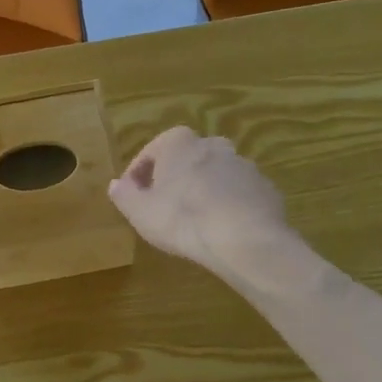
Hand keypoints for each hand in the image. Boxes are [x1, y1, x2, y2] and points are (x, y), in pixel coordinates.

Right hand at [108, 127, 291, 274]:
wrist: (245, 239)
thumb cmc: (183, 219)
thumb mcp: (140, 212)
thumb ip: (125, 195)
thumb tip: (116, 185)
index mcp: (178, 142)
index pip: (150, 153)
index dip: (138, 175)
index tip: (133, 196)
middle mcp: (212, 144)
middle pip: (185, 160)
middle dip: (174, 178)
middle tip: (164, 206)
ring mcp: (243, 165)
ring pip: (214, 175)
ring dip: (203, 190)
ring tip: (195, 221)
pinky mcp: (265, 188)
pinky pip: (238, 194)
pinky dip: (228, 205)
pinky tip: (222, 229)